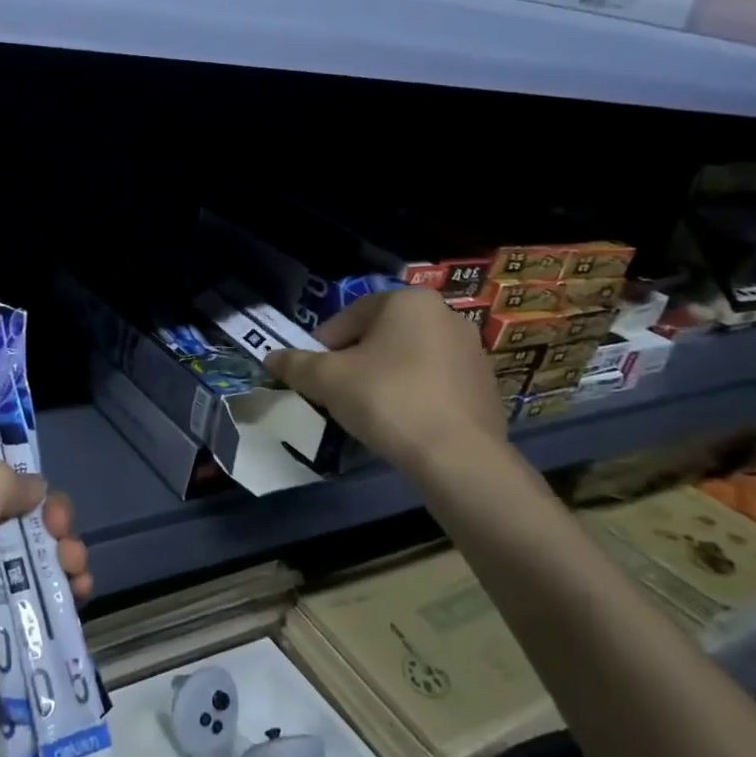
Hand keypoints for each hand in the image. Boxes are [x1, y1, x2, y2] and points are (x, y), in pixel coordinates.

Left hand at [0, 460, 92, 756]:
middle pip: (8, 537)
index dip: (12, 493)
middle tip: (67, 538)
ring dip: (61, 565)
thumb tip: (33, 484)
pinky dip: (63, 607)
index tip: (43, 502)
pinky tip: (83, 603)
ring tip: (81, 573)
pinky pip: (37, 624)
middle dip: (46, 529)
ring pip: (28, 578)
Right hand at [264, 288, 506, 481]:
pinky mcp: (485, 386)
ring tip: (366, 412)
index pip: (348, 318)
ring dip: (383, 379)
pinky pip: (434, 384)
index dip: (321, 347)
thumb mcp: (326, 379)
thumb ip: (294, 364)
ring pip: (408, 360)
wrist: (457, 456)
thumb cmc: (386, 399)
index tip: (310, 376)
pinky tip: (400, 424)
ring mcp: (471, 351)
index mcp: (408, 301)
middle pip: (379, 337)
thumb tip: (270, 358)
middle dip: (354, 362)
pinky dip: (413, 396)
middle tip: (334, 394)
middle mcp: (445, 315)